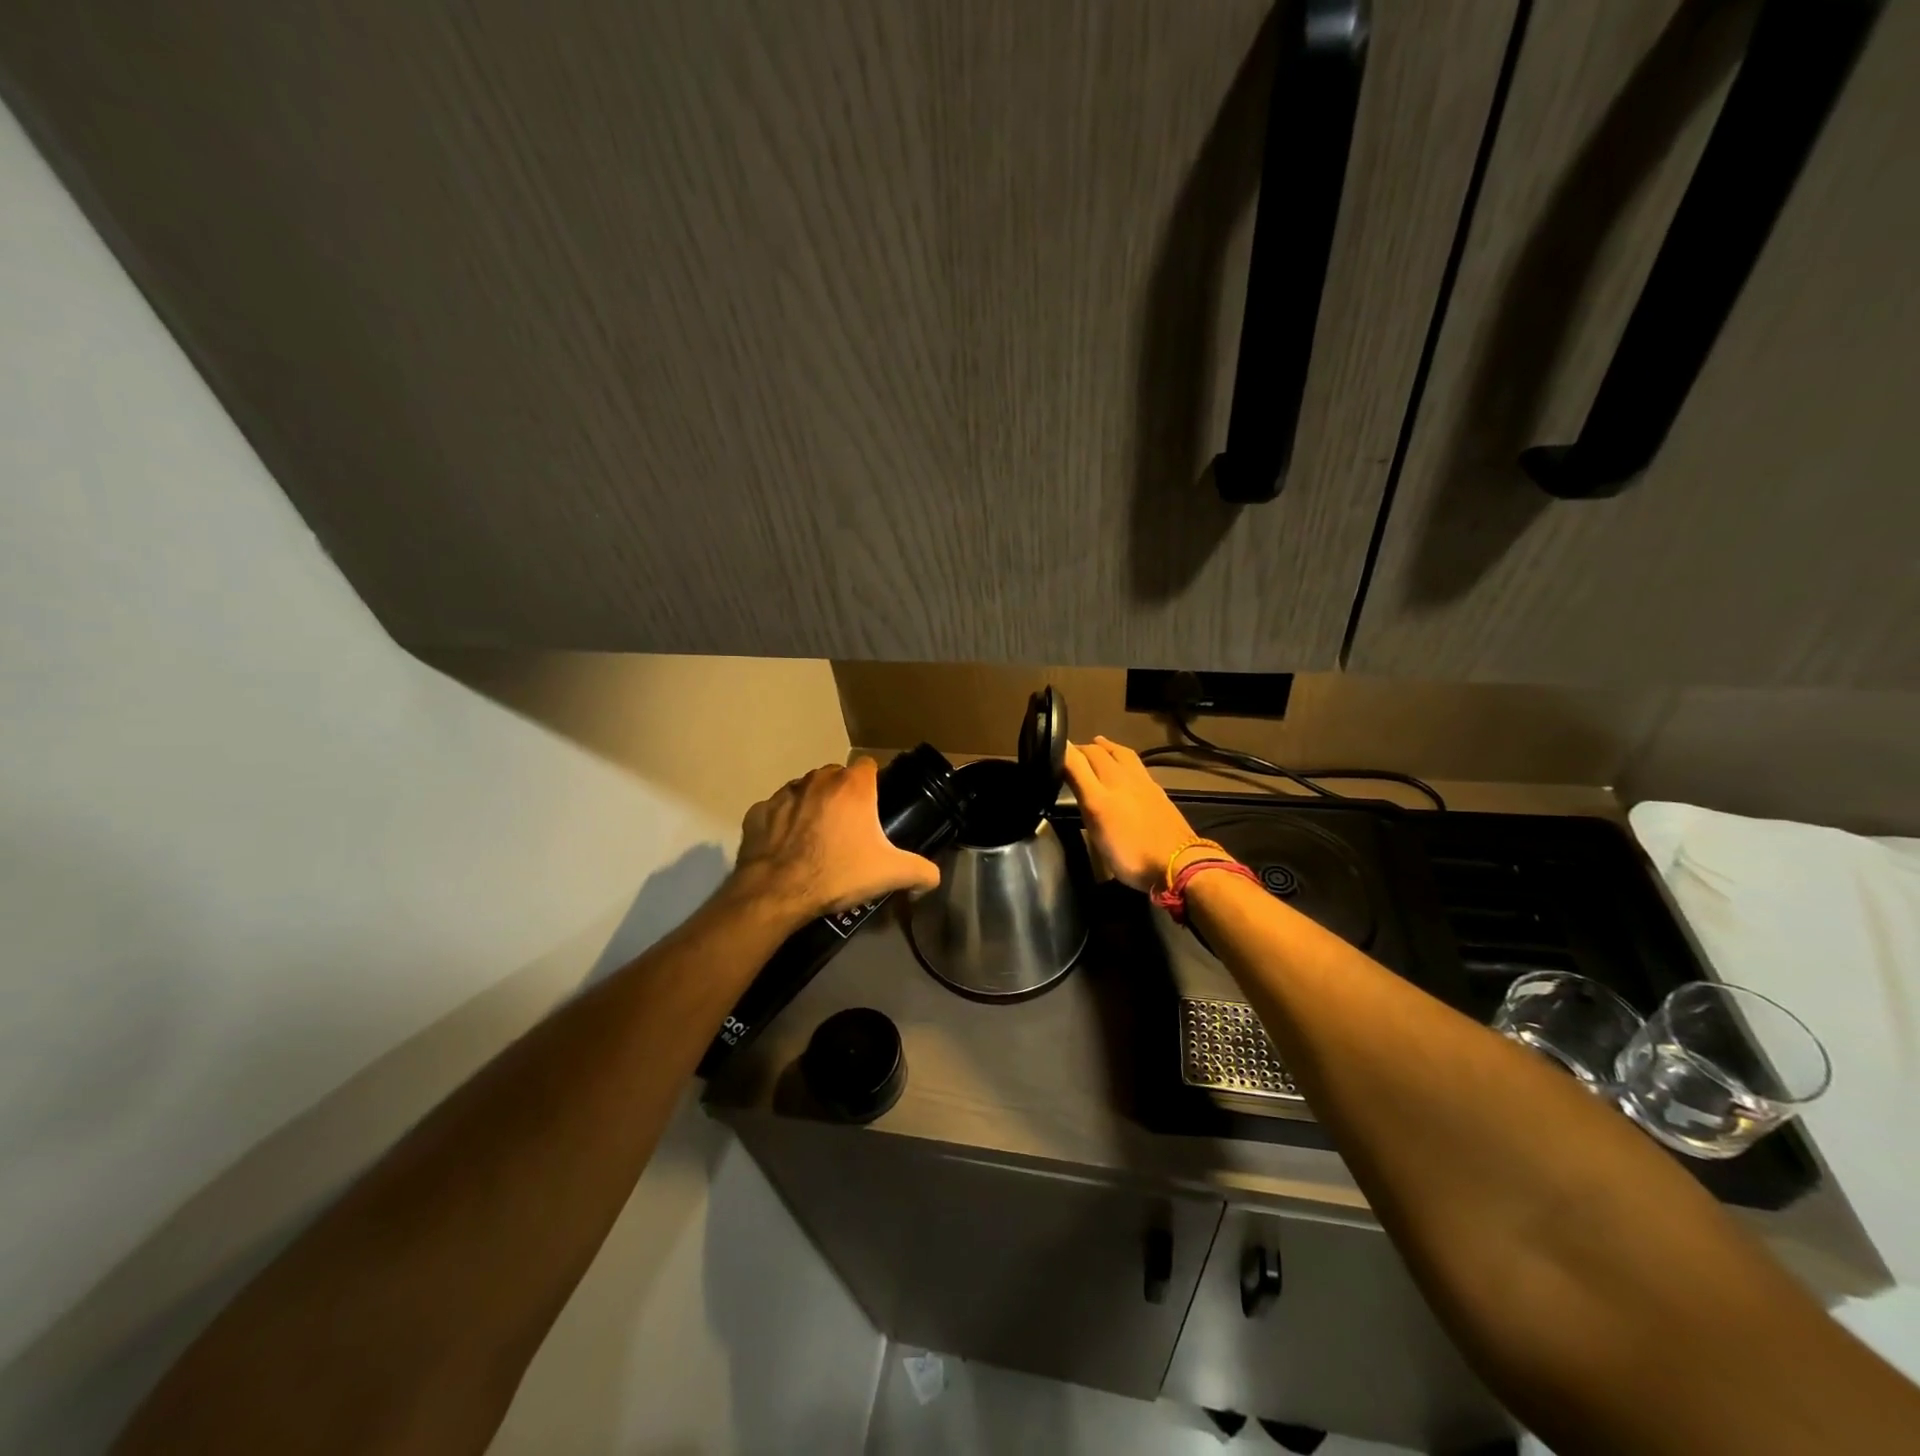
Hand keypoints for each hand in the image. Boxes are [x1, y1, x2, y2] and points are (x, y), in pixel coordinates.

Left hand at [730, 758, 940, 923]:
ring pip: (804, 789)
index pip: (868, 765)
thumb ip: (921, 871)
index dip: (874, 783)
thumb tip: (934, 878)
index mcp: (852, 786)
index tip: (875, 805)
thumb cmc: (838, 873)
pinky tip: (787, 846)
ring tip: (817, 836)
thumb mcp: (890, 874)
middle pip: (836, 776)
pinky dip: (782, 822)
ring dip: (812, 805)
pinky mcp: (758, 812)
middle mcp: (818, 780)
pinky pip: (775, 810)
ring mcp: (784, 793)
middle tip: (849, 827)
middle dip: (842, 794)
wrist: (777, 892)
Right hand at [1064, 737, 1197, 891]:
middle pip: (1099, 752)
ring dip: (1105, 747)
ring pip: (1120, 753)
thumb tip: (1064, 762)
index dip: (1061, 750)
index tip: (1048, 749)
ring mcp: (1142, 782)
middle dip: (1081, 748)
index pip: (1077, 759)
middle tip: (1069, 753)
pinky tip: (1123, 766)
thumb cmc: (1130, 852)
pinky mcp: (1156, 790)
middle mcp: (1121, 778)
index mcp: (1102, 790)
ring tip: (1096, 744)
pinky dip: (1122, 756)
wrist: (1178, 863)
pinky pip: (1135, 763)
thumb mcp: (1095, 826)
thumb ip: (1080, 791)